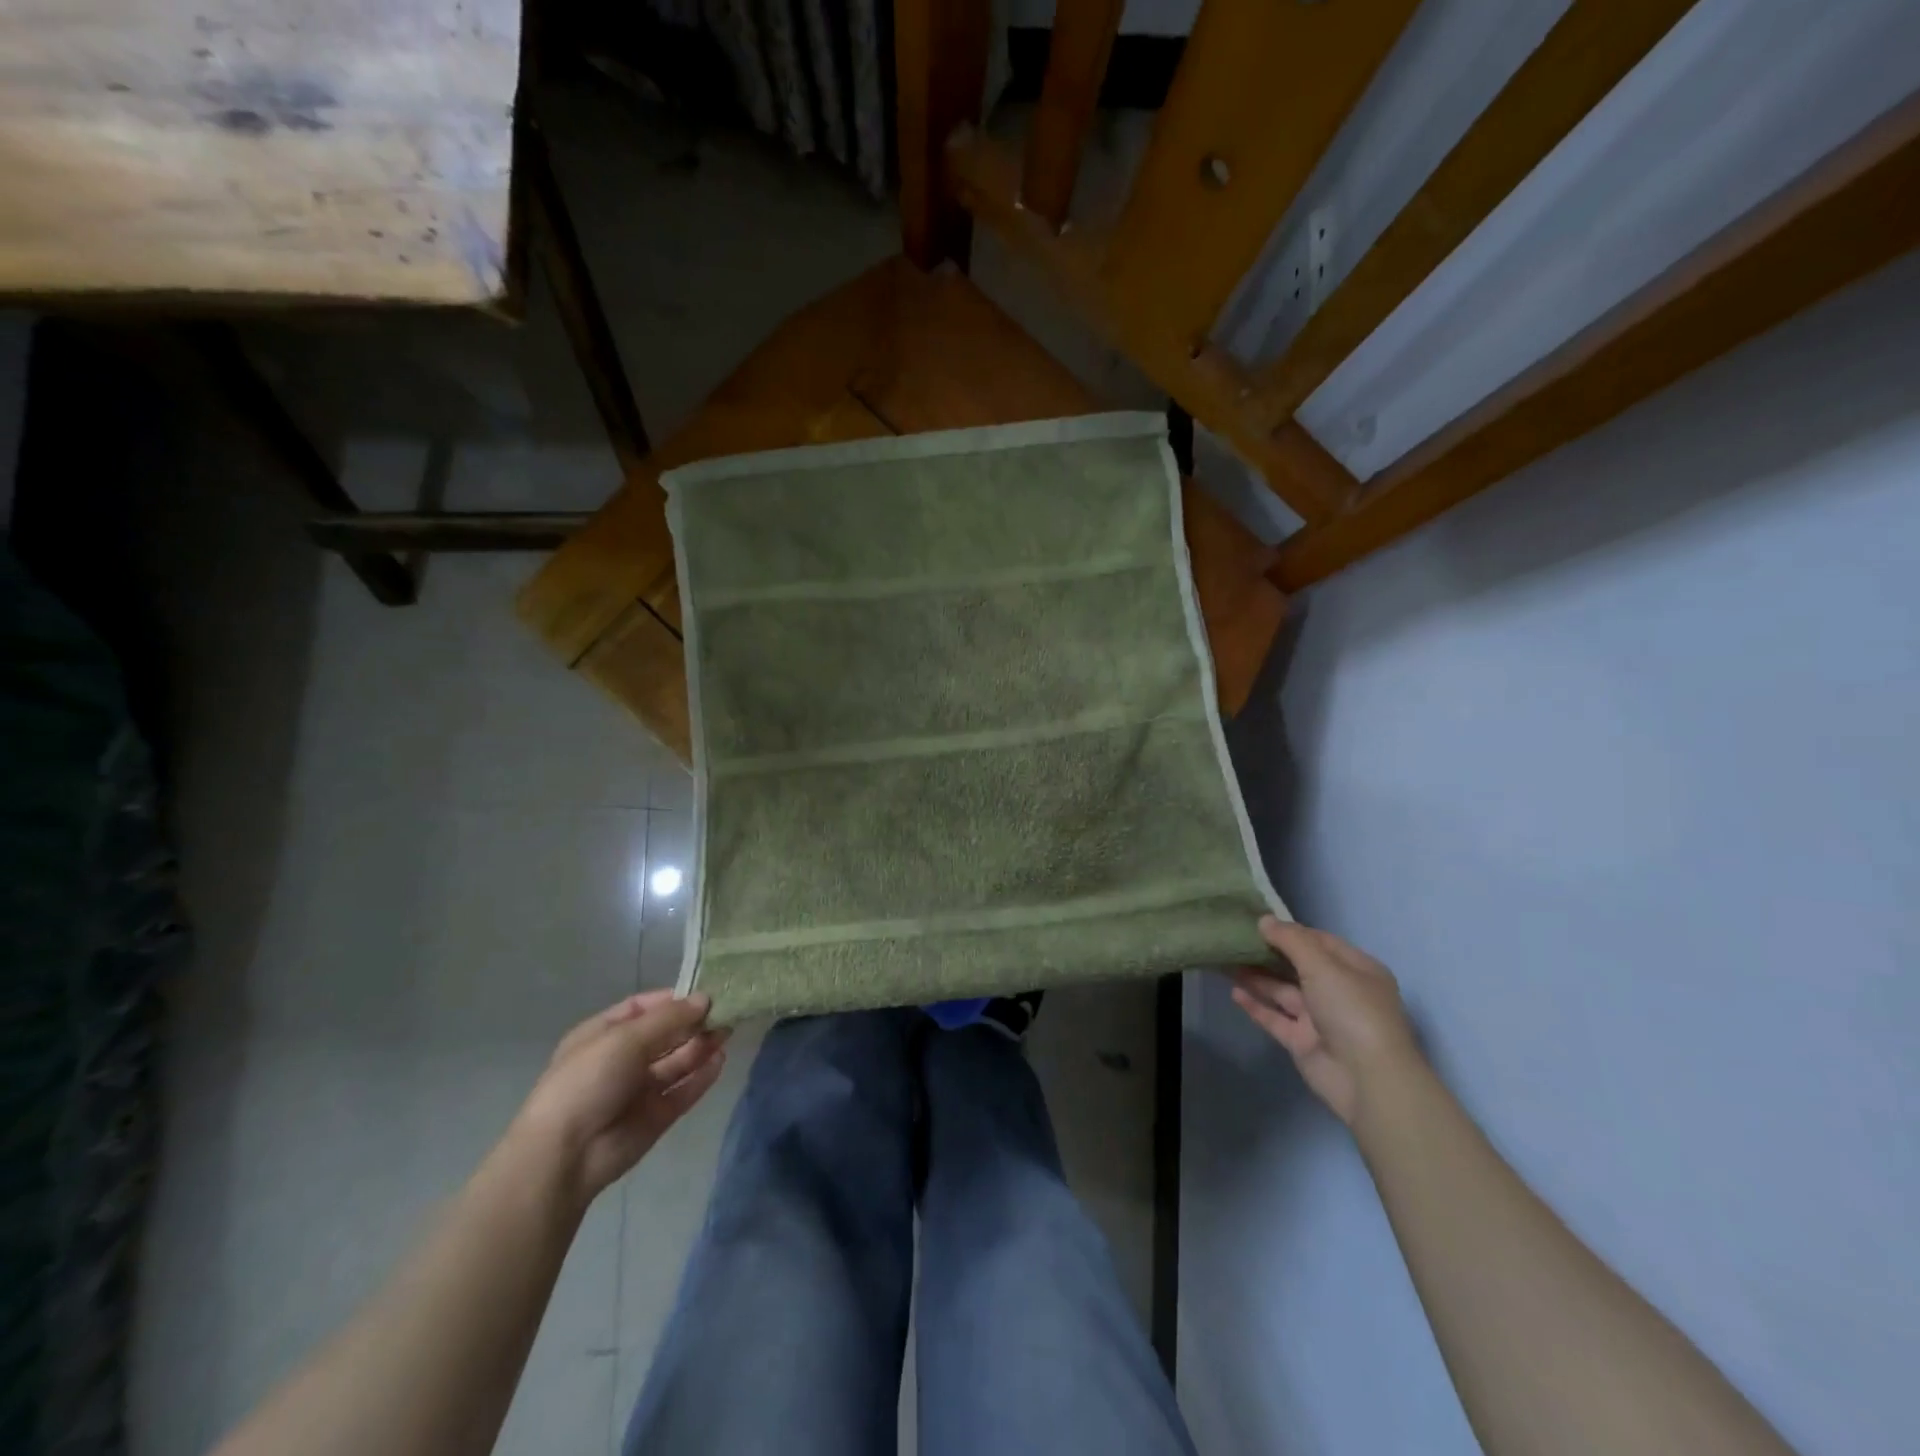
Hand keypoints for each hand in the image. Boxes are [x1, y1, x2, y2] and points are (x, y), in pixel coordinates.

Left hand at [511, 991, 728, 1204]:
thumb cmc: (588, 1081)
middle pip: (665, 1034)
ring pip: (677, 1062)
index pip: (643, 1008)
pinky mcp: (655, 1116)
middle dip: (693, 1022)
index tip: (705, 993)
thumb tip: (705, 998)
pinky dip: (702, 1076)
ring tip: (729, 1031)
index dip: (673, 999)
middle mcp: (622, 1059)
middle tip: (727, 1011)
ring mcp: (639, 1089)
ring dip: (701, 1046)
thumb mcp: (626, 1038)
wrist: (566, 1155)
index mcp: (603, 1035)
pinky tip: (720, 1061)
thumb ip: (670, 1018)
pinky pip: (683, 1091)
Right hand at [1231, 916, 1418, 1126]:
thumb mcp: (1323, 965)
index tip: (1257, 921)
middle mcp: (1339, 991)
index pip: (1320, 942)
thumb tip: (1264, 920)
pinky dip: (1256, 1005)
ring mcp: (1320, 1018)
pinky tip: (1233, 992)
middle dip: (1268, 953)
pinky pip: (1275, 1018)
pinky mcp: (1302, 1042)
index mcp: (1356, 970)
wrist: (1367, 1079)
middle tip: (1234, 938)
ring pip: (1282, 991)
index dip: (1290, 931)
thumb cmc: (1352, 1010)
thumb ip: (1291, 940)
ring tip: (1225, 960)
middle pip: (1298, 966)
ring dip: (1256, 977)